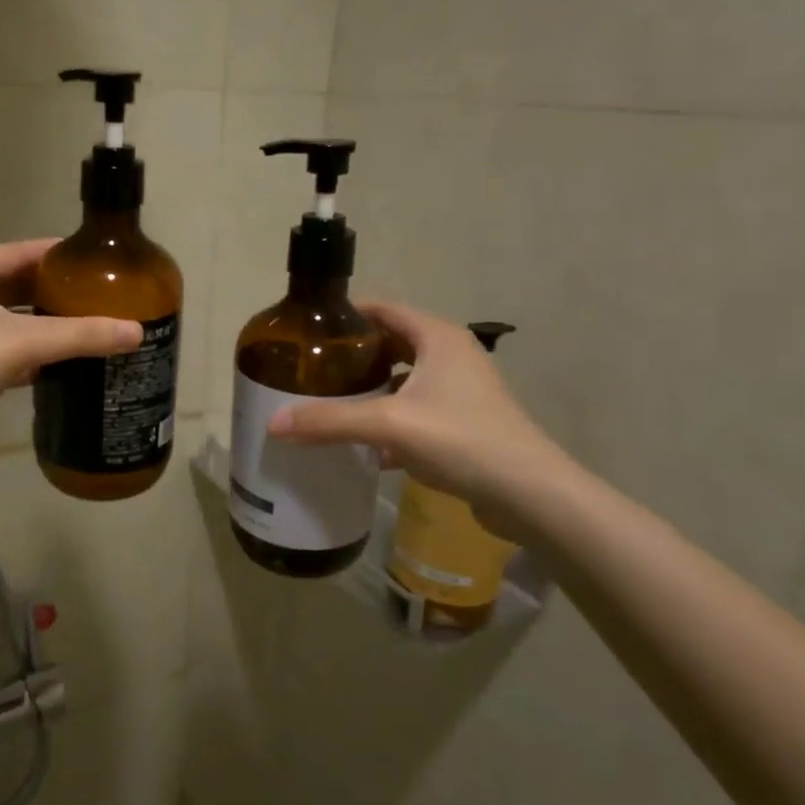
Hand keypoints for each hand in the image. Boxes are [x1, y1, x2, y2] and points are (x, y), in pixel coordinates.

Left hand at [0, 239, 142, 463]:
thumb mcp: (26, 342)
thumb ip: (82, 334)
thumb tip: (138, 332)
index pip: (19, 251)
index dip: (59, 255)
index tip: (97, 261)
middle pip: (14, 283)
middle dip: (54, 291)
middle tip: (98, 296)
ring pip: (8, 318)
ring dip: (42, 323)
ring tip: (86, 325)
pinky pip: (1, 347)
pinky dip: (28, 351)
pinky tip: (59, 361)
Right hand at [267, 301, 571, 515]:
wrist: (530, 495)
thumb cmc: (461, 439)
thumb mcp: (388, 425)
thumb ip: (330, 421)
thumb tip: (273, 423)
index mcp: (438, 337)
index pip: (384, 309)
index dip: (347, 314)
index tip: (310, 328)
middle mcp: (452, 355)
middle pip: (393, 343)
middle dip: (355, 354)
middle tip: (314, 368)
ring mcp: (462, 391)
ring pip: (405, 380)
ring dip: (372, 389)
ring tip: (333, 402)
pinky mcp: (466, 423)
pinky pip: (418, 411)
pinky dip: (392, 420)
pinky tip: (367, 445)